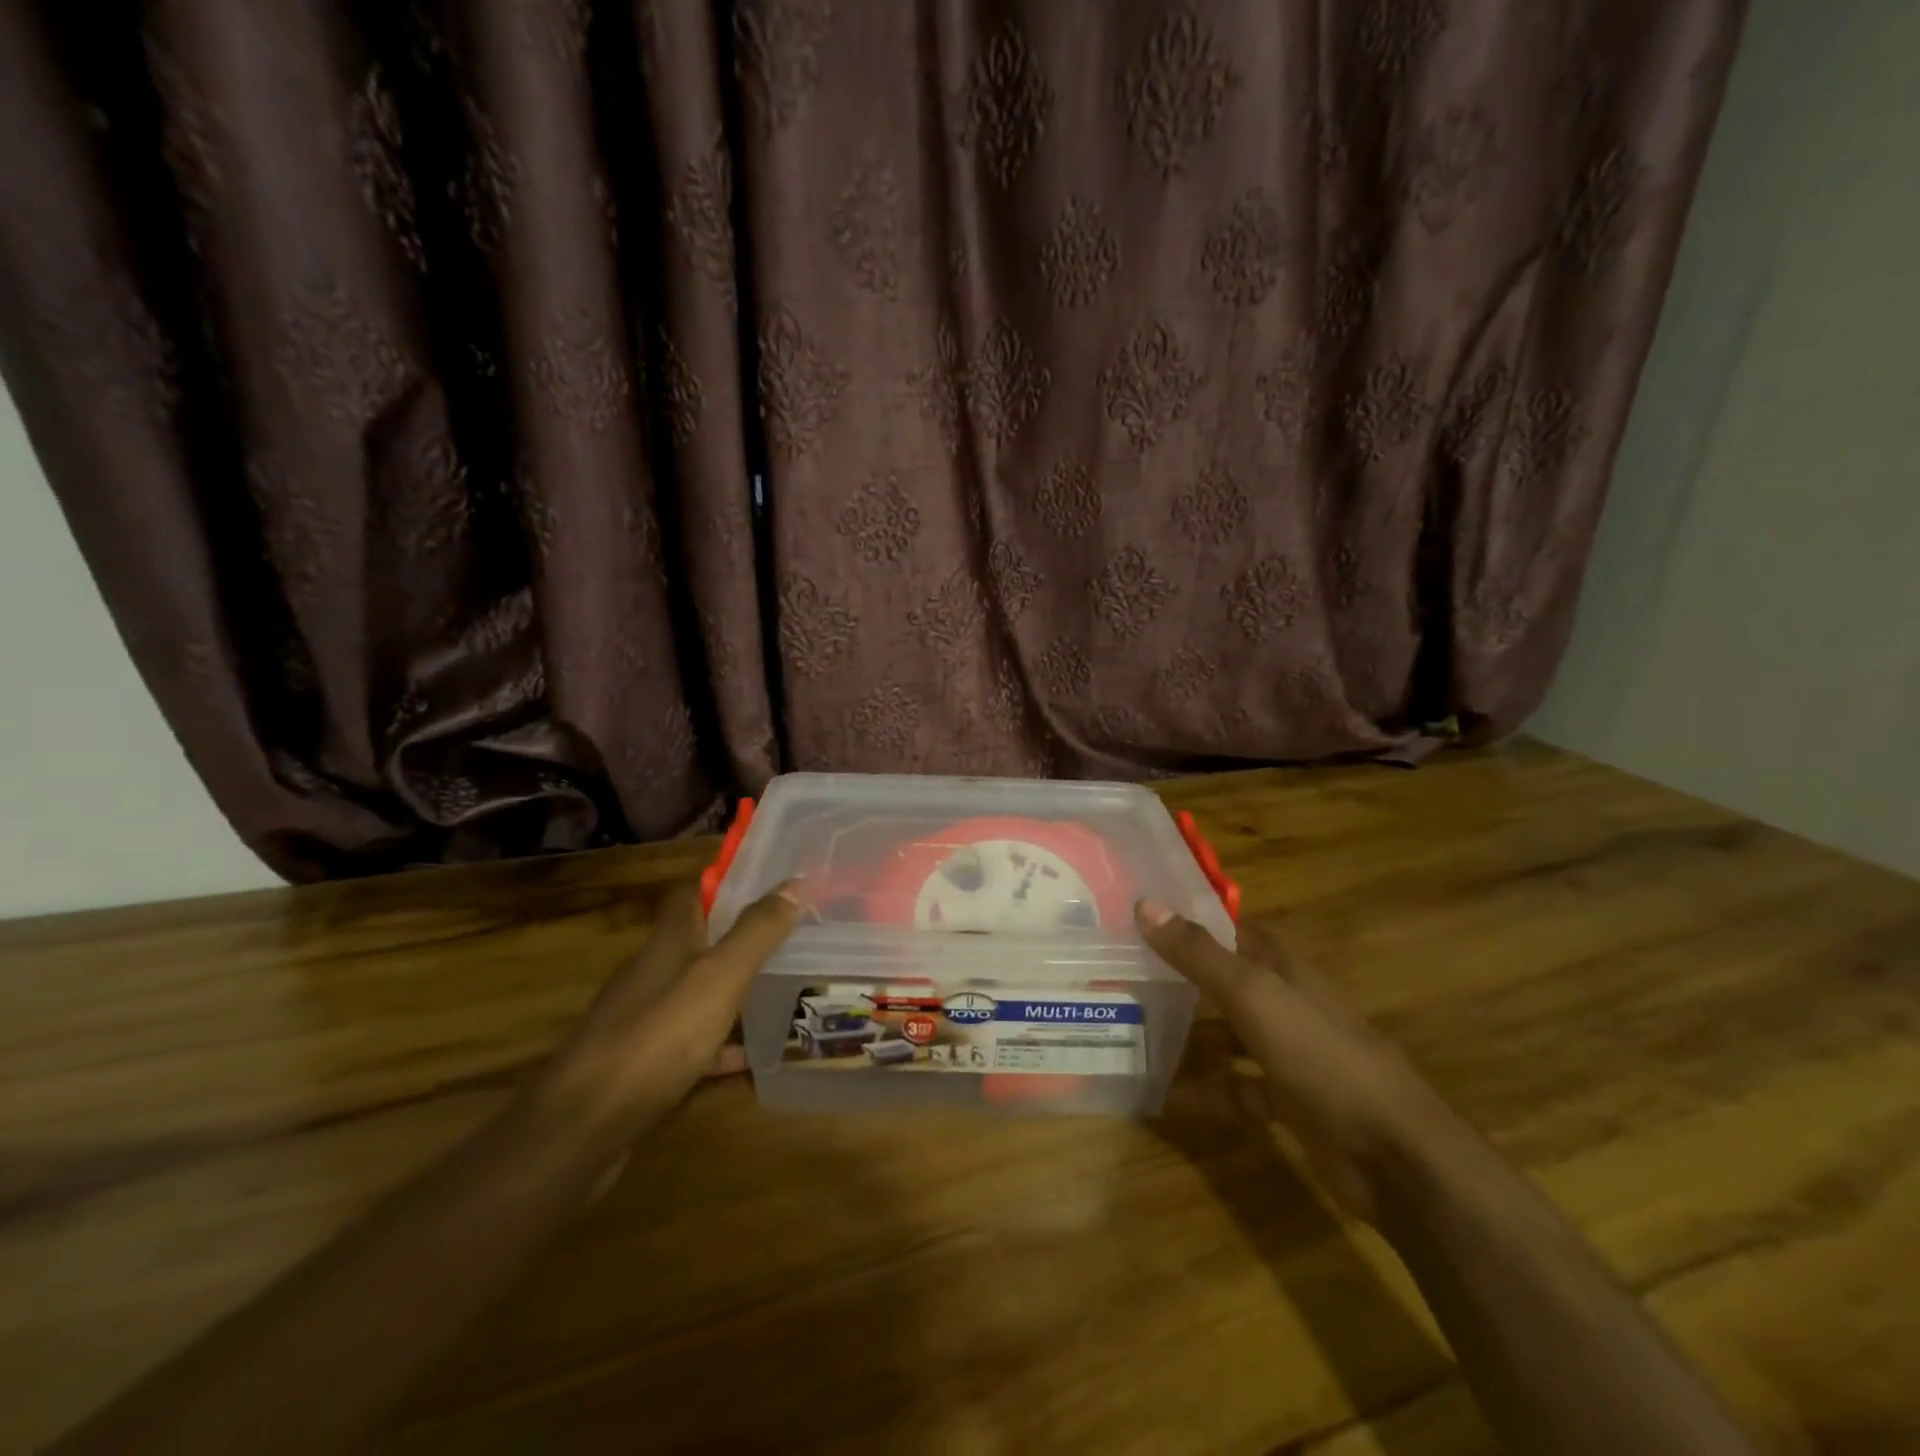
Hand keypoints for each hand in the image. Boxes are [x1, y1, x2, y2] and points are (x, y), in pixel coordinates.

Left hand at [536, 880, 801, 1126]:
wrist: (580, 1130)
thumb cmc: (655, 1040)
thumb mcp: (717, 979)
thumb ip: (757, 931)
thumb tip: (796, 881)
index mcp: (670, 940)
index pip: (698, 891)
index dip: (734, 880)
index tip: (778, 879)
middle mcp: (655, 971)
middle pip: (703, 939)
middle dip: (746, 933)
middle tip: (798, 932)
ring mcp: (647, 1018)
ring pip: (701, 988)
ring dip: (738, 985)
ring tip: (789, 983)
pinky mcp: (646, 1062)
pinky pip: (696, 1041)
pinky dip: (725, 1043)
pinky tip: (755, 1055)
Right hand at [1137, 900, 1458, 1224]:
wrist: (1396, 1157)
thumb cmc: (1322, 1057)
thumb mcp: (1254, 997)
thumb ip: (1199, 954)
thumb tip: (1144, 903)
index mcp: (1283, 968)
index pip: (1232, 929)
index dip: (1192, 919)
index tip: (1141, 915)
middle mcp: (1285, 1003)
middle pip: (1225, 981)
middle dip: (1180, 978)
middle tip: (1122, 974)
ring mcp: (1290, 1055)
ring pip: (1228, 1035)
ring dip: (1189, 1036)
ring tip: (1134, 1033)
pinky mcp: (1291, 1102)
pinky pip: (1238, 1090)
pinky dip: (1207, 1092)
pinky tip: (1168, 1097)